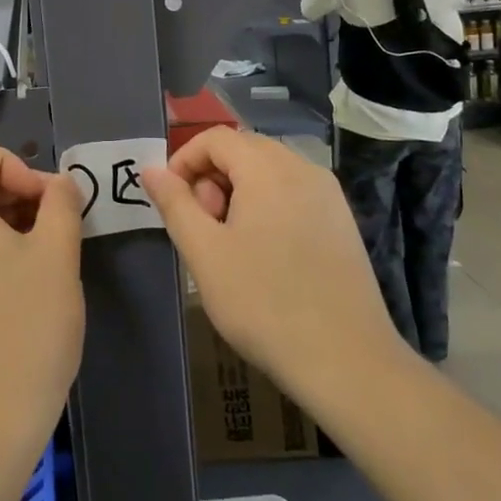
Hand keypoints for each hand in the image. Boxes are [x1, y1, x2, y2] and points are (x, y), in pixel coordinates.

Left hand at [0, 142, 84, 459]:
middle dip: (15, 194)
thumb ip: (61, 204)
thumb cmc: (26, 328)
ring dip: (9, 225)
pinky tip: (25, 289)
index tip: (44, 200)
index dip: (12, 163)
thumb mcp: (57, 256)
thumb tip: (59, 185)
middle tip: (56, 227)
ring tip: (46, 259)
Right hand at [142, 128, 409, 417]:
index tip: (171, 201)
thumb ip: (175, 204)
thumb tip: (152, 170)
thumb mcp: (205, 253)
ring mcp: (329, 194)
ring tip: (230, 243)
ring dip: (239, 192)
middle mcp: (303, 168)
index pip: (216, 138)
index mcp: (268, 168)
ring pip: (270, 171)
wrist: (348, 362)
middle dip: (211, 177)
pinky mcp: (342, 222)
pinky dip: (268, 205)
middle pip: (244, 150)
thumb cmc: (264, 303)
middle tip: (203, 226)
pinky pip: (294, 193)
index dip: (184, 160)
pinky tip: (264, 253)